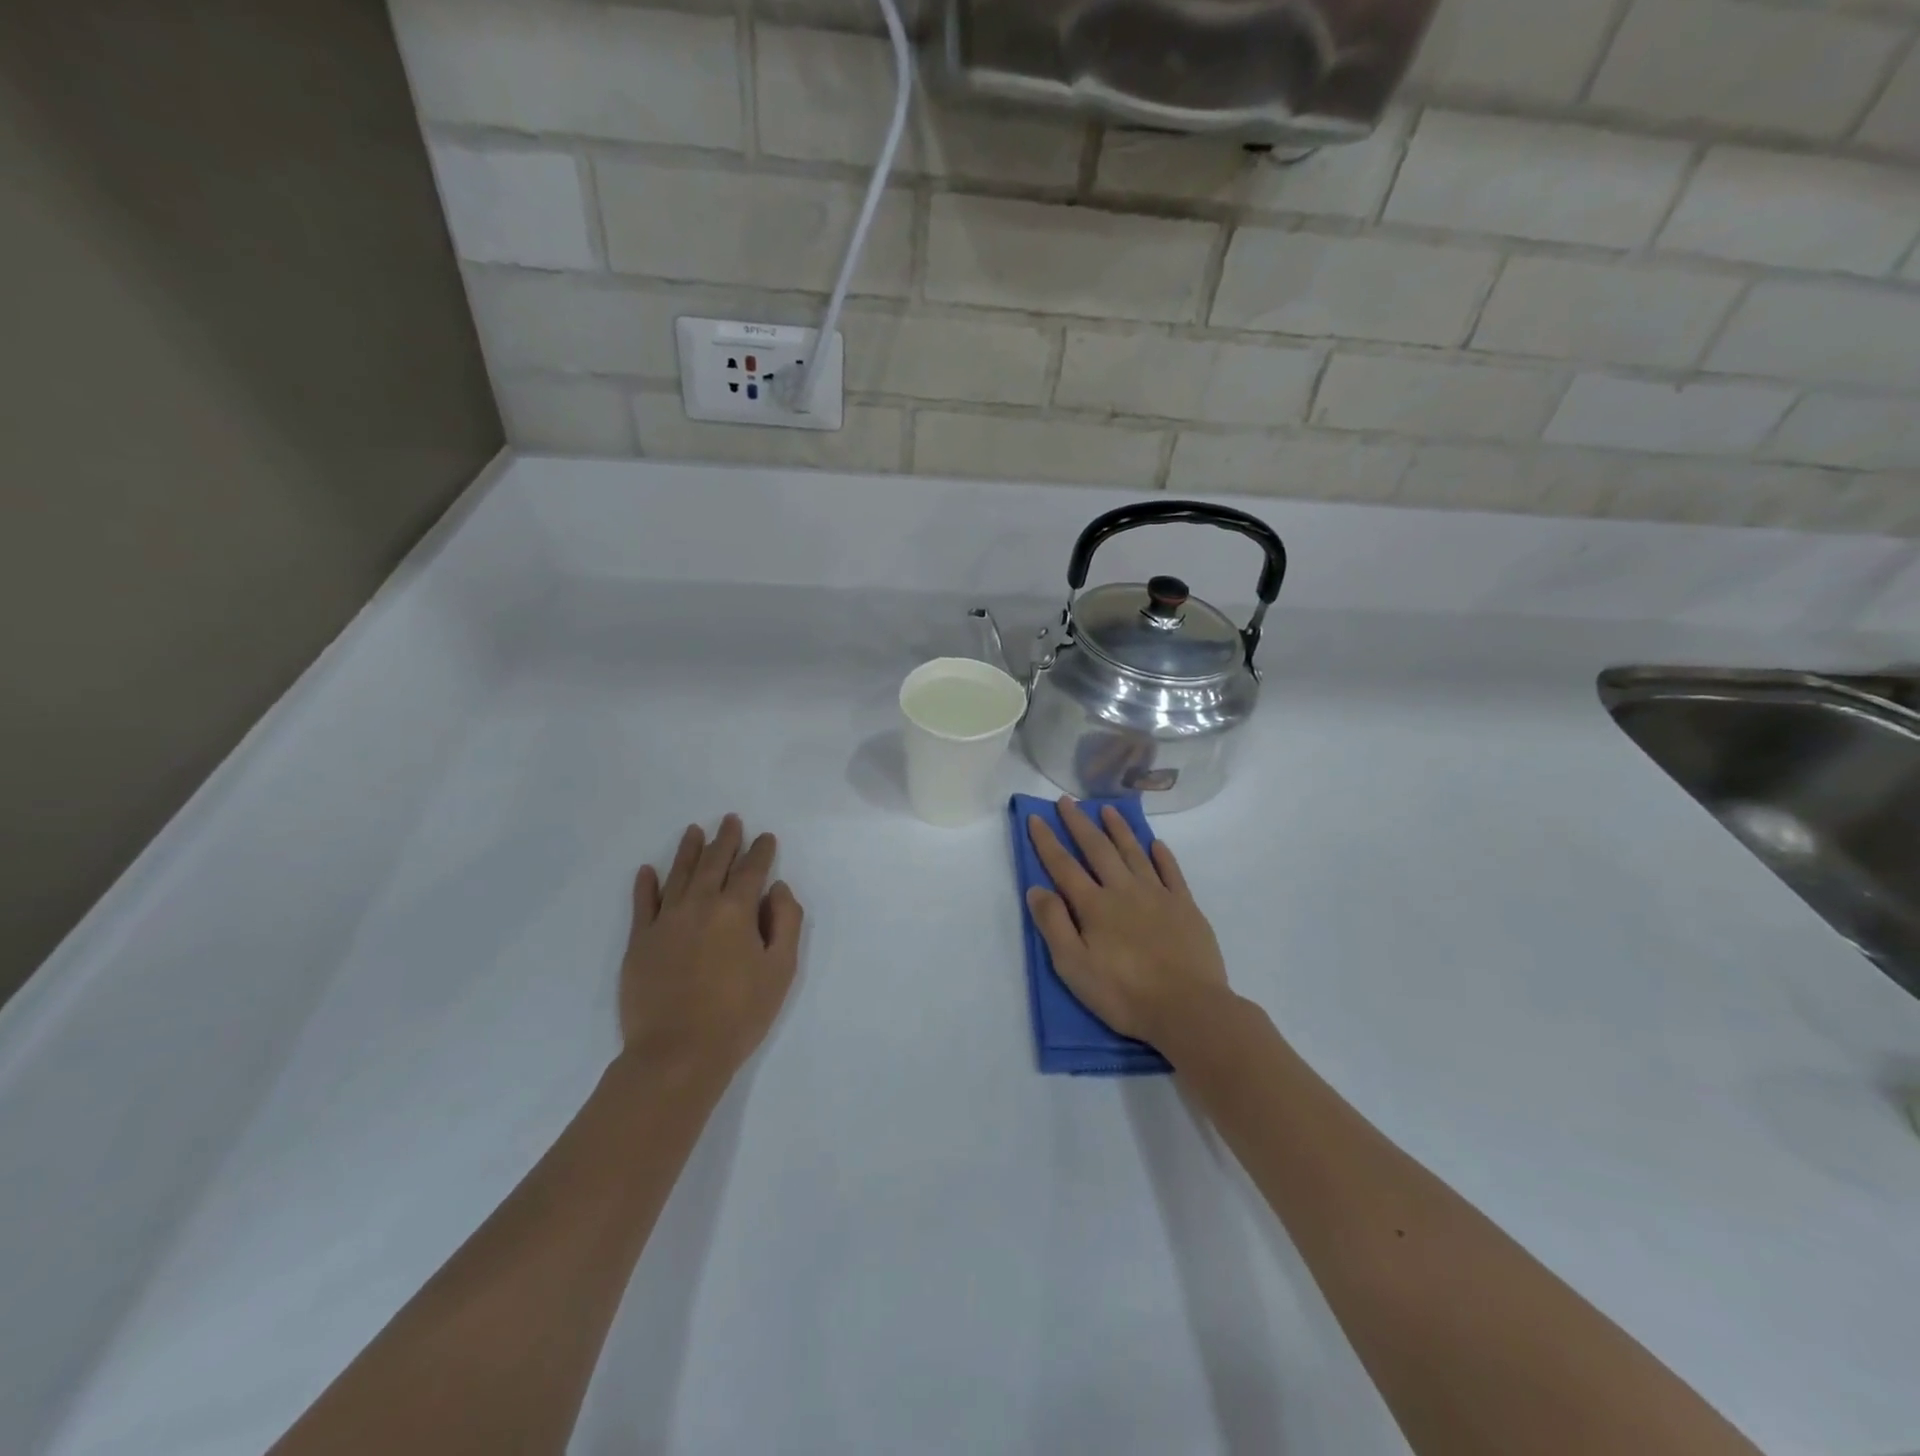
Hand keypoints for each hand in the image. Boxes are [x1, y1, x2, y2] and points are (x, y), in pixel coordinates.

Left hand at [620, 815, 803, 1079]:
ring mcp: (665, 922)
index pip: (751, 870)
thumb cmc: (739, 1014)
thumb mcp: (780, 970)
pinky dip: (646, 885)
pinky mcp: (640, 942)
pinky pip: (643, 904)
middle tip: (730, 820)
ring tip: (694, 831)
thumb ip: (785, 922)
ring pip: (678, 875)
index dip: (760, 851)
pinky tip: (648, 871)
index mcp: (736, 910)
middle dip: (725, 840)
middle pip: (713, 864)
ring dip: (688, 851)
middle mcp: (699, 905)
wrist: (677, 1054)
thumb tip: (777, 889)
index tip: (765, 837)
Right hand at [1026, 798, 1230, 1048]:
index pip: (1063, 866)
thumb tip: (1037, 889)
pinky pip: (1171, 872)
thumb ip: (1054, 925)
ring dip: (1119, 829)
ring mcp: (1158, 895)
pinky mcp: (1185, 907)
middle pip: (1098, 849)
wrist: (1189, 1009)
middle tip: (1067, 802)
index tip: (1036, 817)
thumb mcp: (1074, 967)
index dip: (1047, 841)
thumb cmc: (1124, 994)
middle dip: (1079, 824)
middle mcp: (1124, 890)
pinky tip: (1156, 844)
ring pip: (1134, 852)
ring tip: (1108, 809)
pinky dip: (1162, 855)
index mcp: (1094, 906)